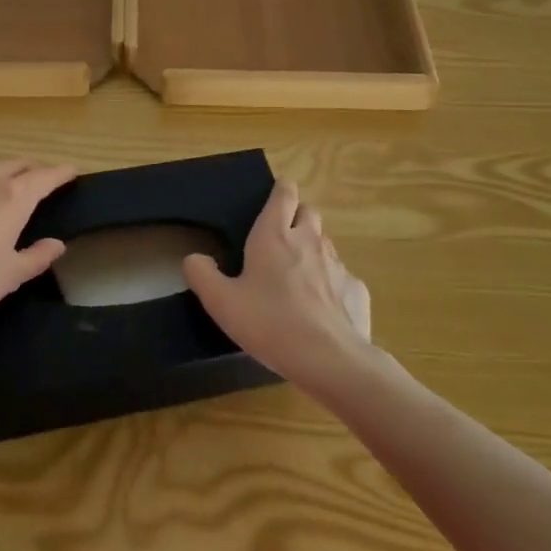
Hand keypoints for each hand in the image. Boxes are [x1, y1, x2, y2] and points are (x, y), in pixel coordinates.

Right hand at [183, 180, 371, 390]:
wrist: (329, 360)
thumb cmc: (269, 323)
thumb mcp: (221, 302)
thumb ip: (201, 275)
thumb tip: (194, 258)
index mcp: (274, 235)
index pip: (284, 193)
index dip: (280, 190)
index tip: (273, 197)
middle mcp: (309, 241)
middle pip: (308, 212)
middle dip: (296, 217)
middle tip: (279, 239)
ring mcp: (337, 265)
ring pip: (325, 244)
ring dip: (312, 250)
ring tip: (297, 277)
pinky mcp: (356, 290)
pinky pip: (343, 278)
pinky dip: (332, 285)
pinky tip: (321, 309)